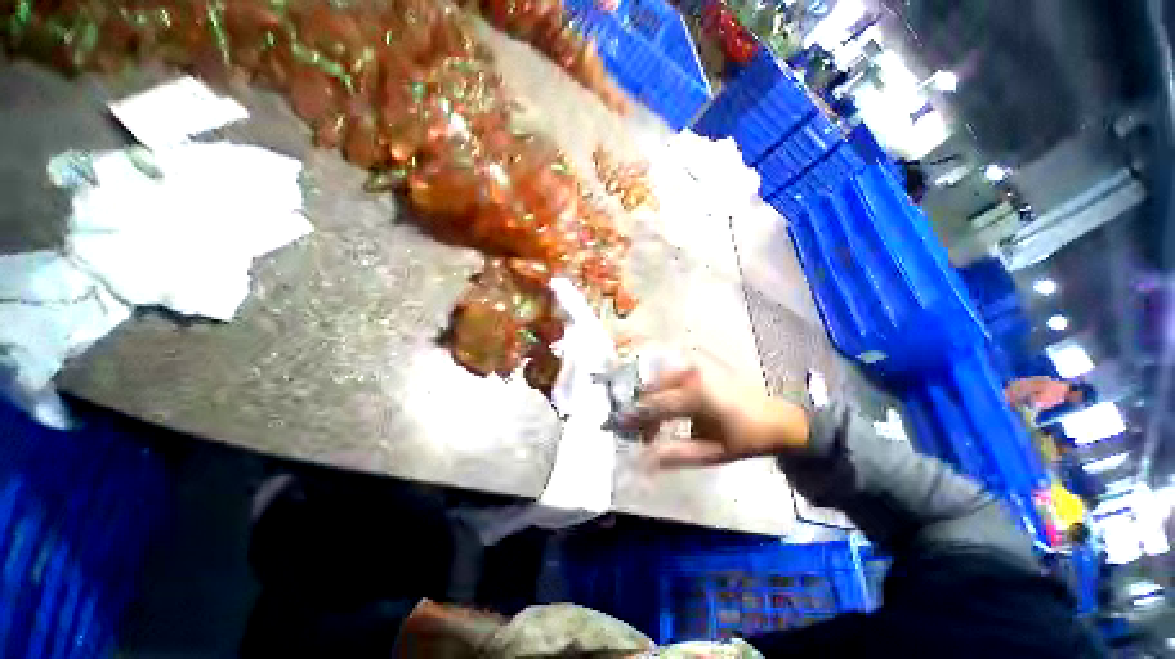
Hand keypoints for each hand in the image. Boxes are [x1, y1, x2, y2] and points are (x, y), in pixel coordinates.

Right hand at [625, 366, 810, 467]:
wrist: (775, 417)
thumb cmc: (744, 438)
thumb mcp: (711, 453)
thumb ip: (675, 454)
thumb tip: (642, 459)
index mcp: (695, 394)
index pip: (652, 407)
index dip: (633, 419)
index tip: (619, 429)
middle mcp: (690, 372)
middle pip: (650, 390)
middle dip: (643, 412)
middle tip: (647, 435)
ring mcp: (694, 363)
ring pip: (657, 380)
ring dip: (652, 401)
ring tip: (659, 423)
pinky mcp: (698, 361)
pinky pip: (669, 374)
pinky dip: (662, 390)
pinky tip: (669, 405)